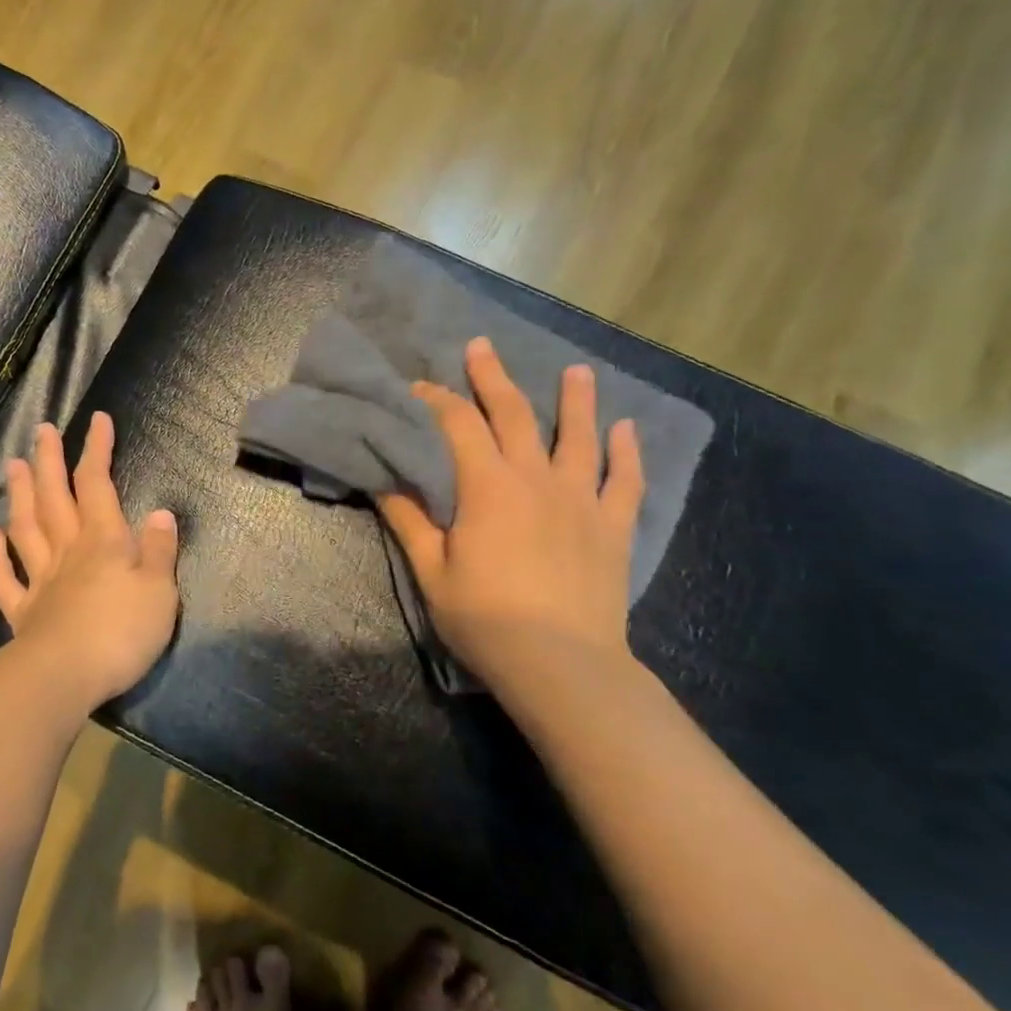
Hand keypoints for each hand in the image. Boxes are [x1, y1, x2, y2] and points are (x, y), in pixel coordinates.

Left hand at [0, 412, 179, 711]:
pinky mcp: (23, 612)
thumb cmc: (121, 632)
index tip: (98, 420)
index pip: (97, 484)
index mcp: (103, 542)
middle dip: (49, 462)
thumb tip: (161, 512)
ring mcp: (40, 580)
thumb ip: (161, 551)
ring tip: (12, 465)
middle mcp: (67, 552)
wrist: (65, 677)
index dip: (97, 450)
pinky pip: (4, 577)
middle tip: (41, 430)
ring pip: (26, 528)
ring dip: (19, 495)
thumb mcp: (160, 591)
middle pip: (55, 498)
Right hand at [378, 338, 644, 683]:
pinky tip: (627, 429)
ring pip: (579, 437)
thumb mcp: (432, 571)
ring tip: (577, 370)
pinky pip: (624, 480)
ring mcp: (580, 500)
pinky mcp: (612, 526)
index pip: (457, 425)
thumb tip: (383, 479)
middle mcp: (536, 479)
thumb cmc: (485, 618)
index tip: (417, 387)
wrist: (561, 664)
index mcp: (488, 487)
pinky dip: (627, 452)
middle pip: (515, 415)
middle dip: (494, 378)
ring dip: (576, 400)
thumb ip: (409, 520)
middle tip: (483, 347)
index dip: (436, 400)